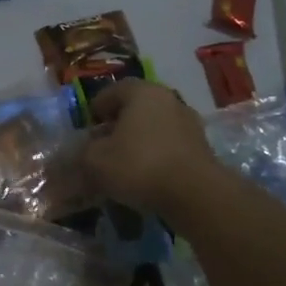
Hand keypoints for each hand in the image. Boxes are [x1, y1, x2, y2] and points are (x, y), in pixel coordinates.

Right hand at [82, 79, 221, 219]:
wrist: (196, 194)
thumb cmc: (140, 165)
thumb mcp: (95, 160)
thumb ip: (84, 151)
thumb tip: (85, 150)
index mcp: (141, 92)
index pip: (111, 91)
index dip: (95, 109)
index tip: (86, 128)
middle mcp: (168, 99)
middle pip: (135, 108)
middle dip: (117, 125)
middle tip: (103, 145)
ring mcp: (189, 122)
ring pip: (153, 126)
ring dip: (138, 140)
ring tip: (124, 164)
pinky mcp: (201, 147)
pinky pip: (169, 145)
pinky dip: (156, 155)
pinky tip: (146, 175)